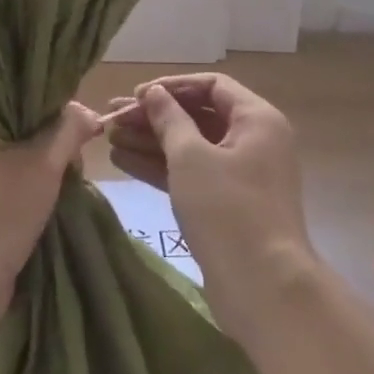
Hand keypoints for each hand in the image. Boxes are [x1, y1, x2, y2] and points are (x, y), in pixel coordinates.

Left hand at [0, 103, 100, 337]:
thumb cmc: (2, 208)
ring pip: (35, 165)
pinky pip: (27, 192)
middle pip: (37, 133)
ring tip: (68, 193)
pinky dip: (46, 199)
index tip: (84, 134)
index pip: (33, 100)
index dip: (63, 113)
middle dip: (62, 150)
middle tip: (74, 170)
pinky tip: (60, 209)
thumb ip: (71, 129)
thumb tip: (90, 114)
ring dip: (56, 178)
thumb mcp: (45, 160)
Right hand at [106, 75, 312, 329]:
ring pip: (192, 146)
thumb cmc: (227, 210)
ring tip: (109, 138)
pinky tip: (123, 162)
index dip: (171, 87)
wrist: (264, 288)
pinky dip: (162, 167)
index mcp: (257, 119)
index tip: (136, 95)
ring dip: (152, 141)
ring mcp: (242, 175)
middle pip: (199, 115)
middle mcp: (254, 140)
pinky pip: (192, 174)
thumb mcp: (191, 157)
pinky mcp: (228, 204)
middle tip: (112, 117)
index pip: (211, 86)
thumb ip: (169, 119)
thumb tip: (153, 92)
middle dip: (154, 116)